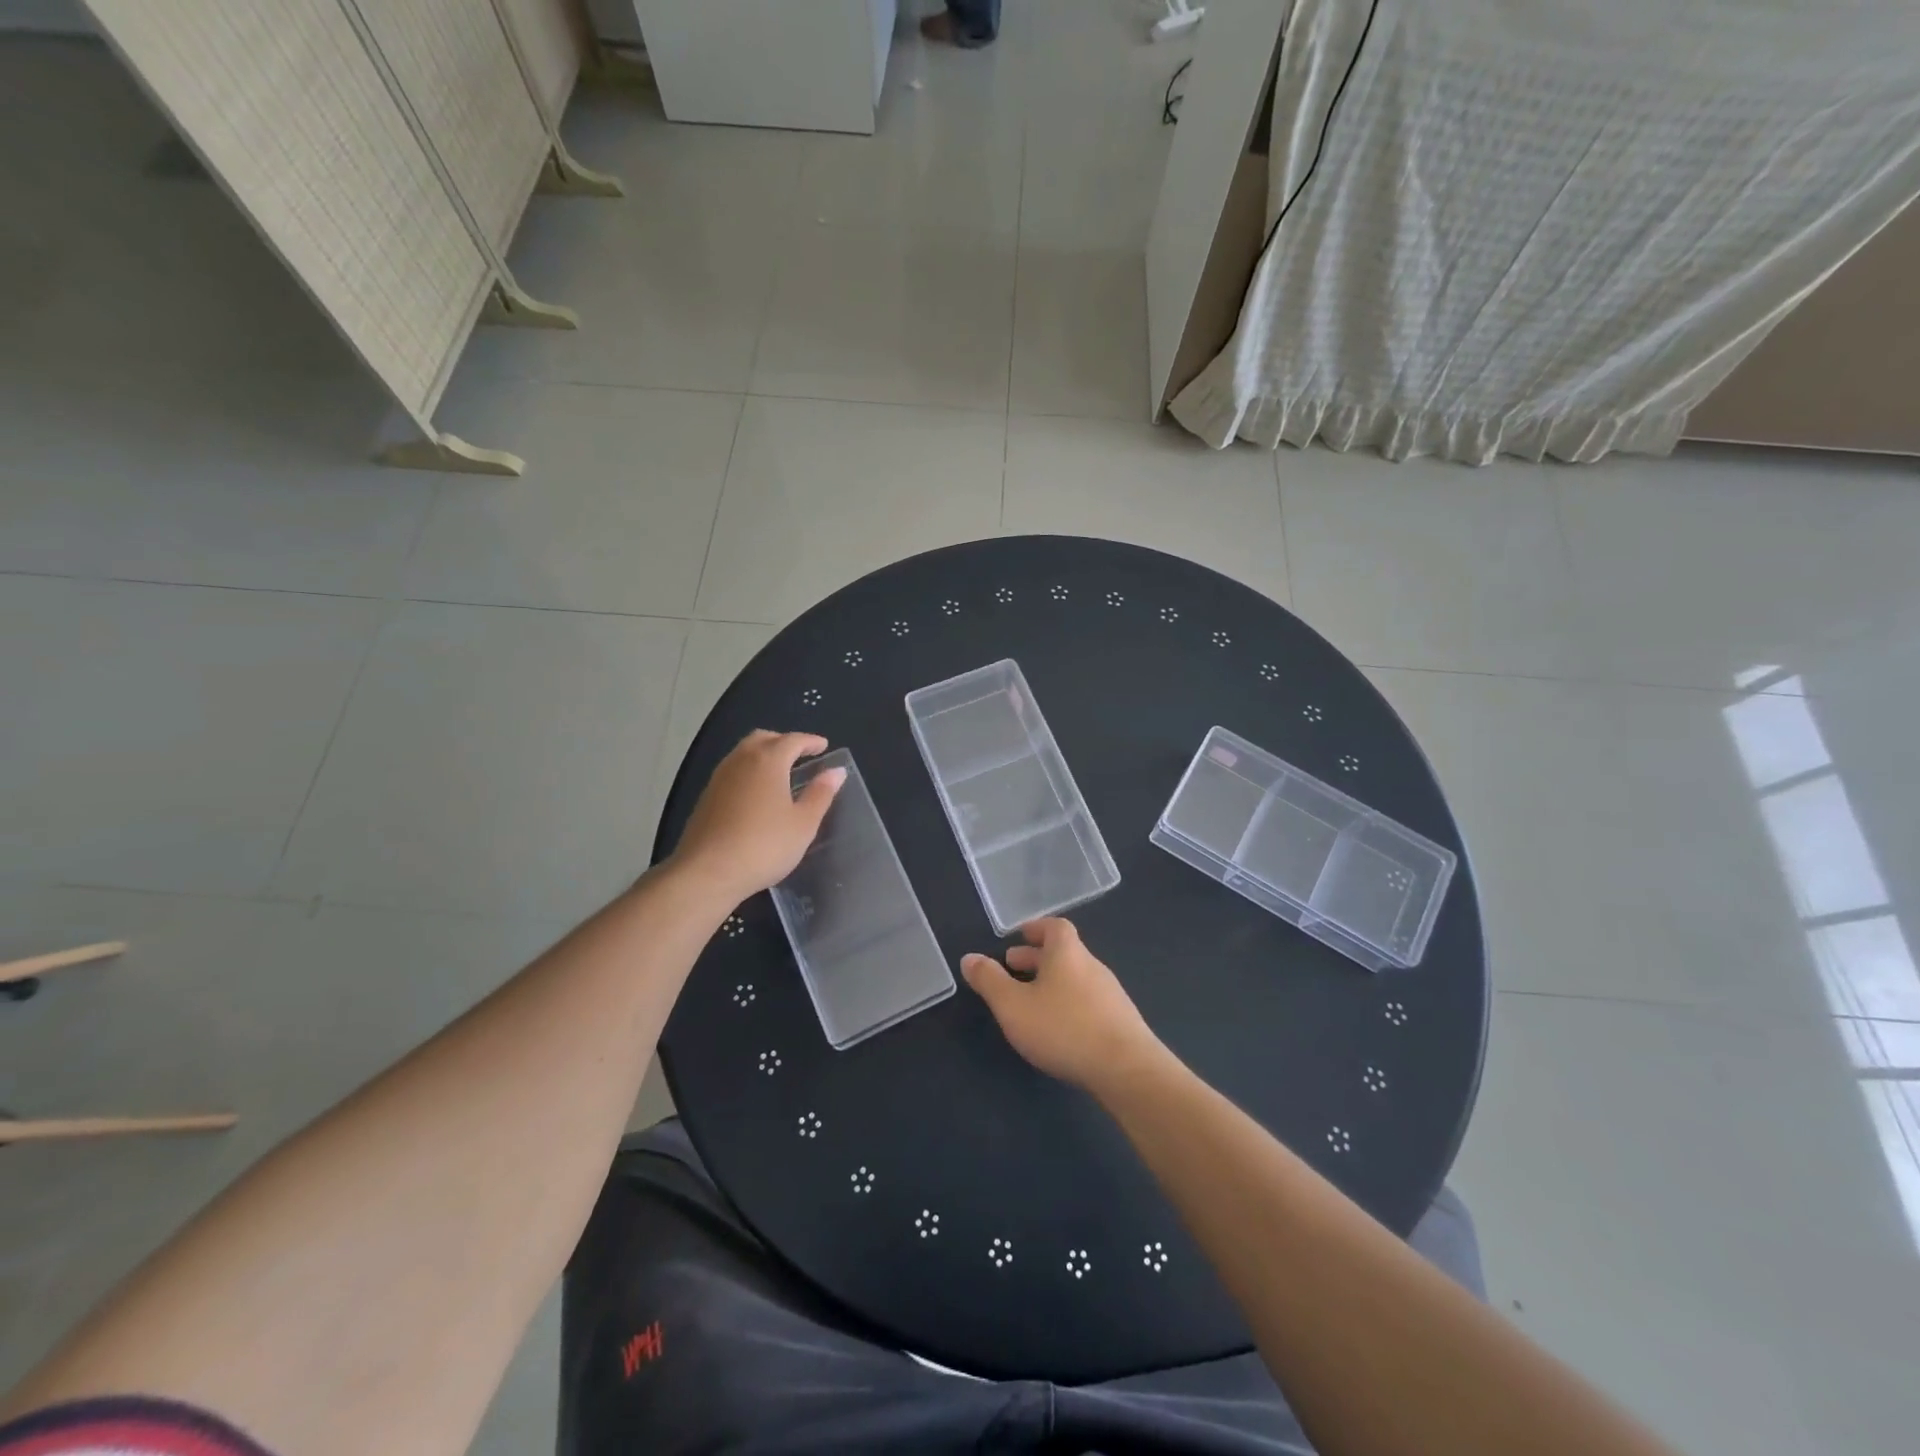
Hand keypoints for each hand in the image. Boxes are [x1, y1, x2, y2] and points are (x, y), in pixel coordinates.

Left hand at [670, 731, 844, 905]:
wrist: (707, 872)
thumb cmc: (764, 846)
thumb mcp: (803, 823)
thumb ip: (821, 794)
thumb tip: (836, 771)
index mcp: (768, 761)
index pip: (793, 740)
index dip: (810, 741)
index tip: (823, 745)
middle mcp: (740, 761)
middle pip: (763, 739)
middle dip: (783, 741)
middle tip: (800, 754)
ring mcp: (719, 778)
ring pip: (743, 753)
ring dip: (763, 754)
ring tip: (780, 772)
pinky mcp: (706, 797)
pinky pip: (732, 771)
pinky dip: (748, 771)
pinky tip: (756, 793)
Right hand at [962, 919, 1163, 1093]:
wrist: (1126, 1069)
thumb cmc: (1063, 1028)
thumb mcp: (1013, 1005)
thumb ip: (989, 981)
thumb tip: (970, 958)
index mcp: (1067, 953)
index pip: (1054, 927)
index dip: (1036, 928)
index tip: (1018, 935)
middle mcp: (1092, 965)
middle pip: (1064, 952)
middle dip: (1036, 957)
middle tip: (1013, 966)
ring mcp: (1110, 993)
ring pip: (1075, 977)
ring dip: (1052, 982)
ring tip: (1030, 1000)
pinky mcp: (1121, 1021)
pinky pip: (1088, 1000)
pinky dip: (1068, 1003)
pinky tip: (1059, 1027)